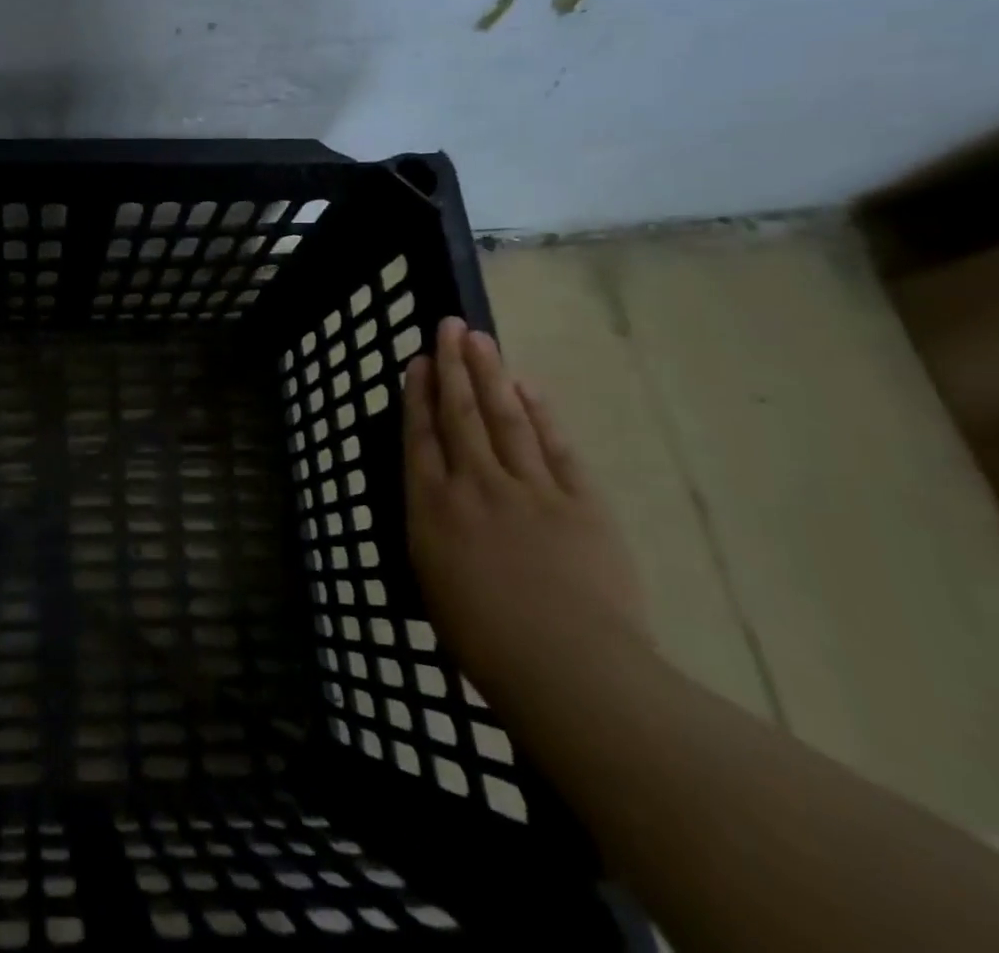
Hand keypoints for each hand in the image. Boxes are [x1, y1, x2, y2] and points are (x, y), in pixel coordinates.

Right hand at [403, 316, 651, 707]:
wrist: (571, 671)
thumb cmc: (486, 642)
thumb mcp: (433, 583)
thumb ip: (433, 532)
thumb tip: (437, 502)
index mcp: (433, 508)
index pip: (420, 437)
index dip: (417, 395)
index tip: (417, 361)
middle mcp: (475, 485)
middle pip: (461, 413)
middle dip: (452, 366)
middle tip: (449, 325)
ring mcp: (530, 489)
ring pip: (505, 418)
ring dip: (490, 375)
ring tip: (480, 339)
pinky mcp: (581, 502)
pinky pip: (557, 447)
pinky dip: (542, 414)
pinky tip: (530, 388)